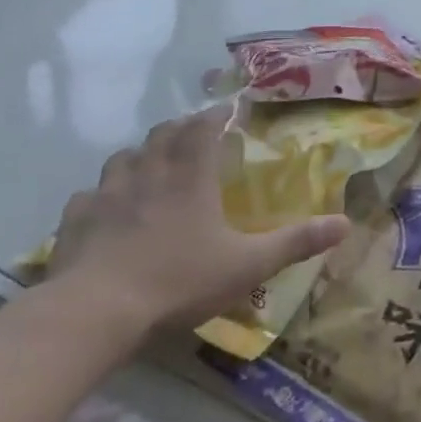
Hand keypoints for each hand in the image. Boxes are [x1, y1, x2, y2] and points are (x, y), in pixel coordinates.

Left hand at [43, 104, 350, 344]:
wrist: (97, 311)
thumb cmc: (179, 281)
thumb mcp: (248, 265)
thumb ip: (295, 242)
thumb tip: (345, 223)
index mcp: (190, 178)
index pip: (203, 129)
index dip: (216, 115)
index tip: (227, 110)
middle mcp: (148, 174)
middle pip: (162, 135)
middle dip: (179, 129)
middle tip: (192, 136)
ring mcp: (106, 194)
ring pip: (123, 158)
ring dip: (140, 156)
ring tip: (150, 167)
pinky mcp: (76, 220)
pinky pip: (89, 196)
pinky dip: (102, 195)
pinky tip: (107, 210)